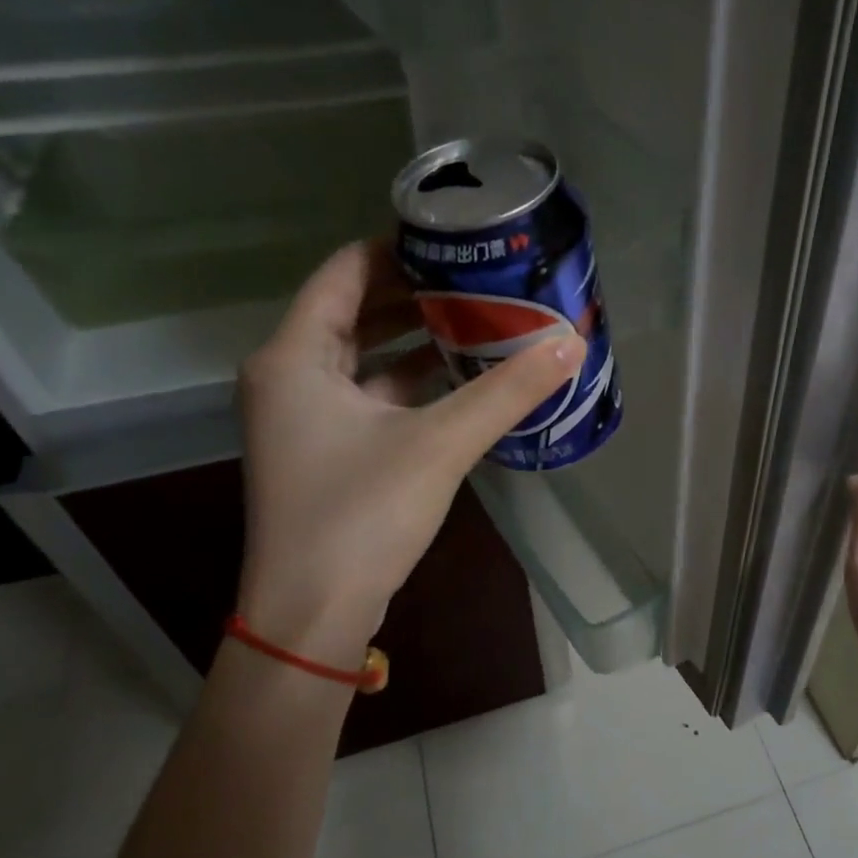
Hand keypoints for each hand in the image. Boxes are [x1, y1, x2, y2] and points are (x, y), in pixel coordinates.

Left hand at [235, 242, 584, 668]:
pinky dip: (410, 382)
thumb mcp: (440, 444)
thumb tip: (570, 342)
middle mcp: (288, 376)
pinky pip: (369, 395)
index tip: (458, 243)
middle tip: (480, 281)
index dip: (400, 249)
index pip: (345, 270)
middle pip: (354, 310)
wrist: (312, 613)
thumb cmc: (360, 515)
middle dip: (416, 295)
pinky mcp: (325, 450)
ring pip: (363, 356)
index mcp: (294, 356)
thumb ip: (506, 391)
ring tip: (480, 322)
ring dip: (417, 339)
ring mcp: (303, 417)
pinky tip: (460, 380)